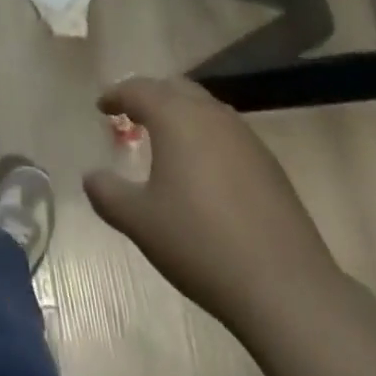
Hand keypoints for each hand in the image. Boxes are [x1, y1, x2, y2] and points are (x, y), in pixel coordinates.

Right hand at [84, 77, 338, 329]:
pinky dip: (205, 137)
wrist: (284, 286)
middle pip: (174, 89)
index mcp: (176, 117)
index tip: (102, 106)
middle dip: (150, 96)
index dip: (116, 94)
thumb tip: (91, 176)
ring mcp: (245, 137)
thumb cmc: (200, 243)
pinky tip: (203, 171)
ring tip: (165, 141)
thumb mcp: (140, 222)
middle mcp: (211, 115)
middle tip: (131, 115)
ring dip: (180, 115)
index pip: (139, 89)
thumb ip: (108, 194)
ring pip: (204, 108)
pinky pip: (227, 133)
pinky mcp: (269, 163)